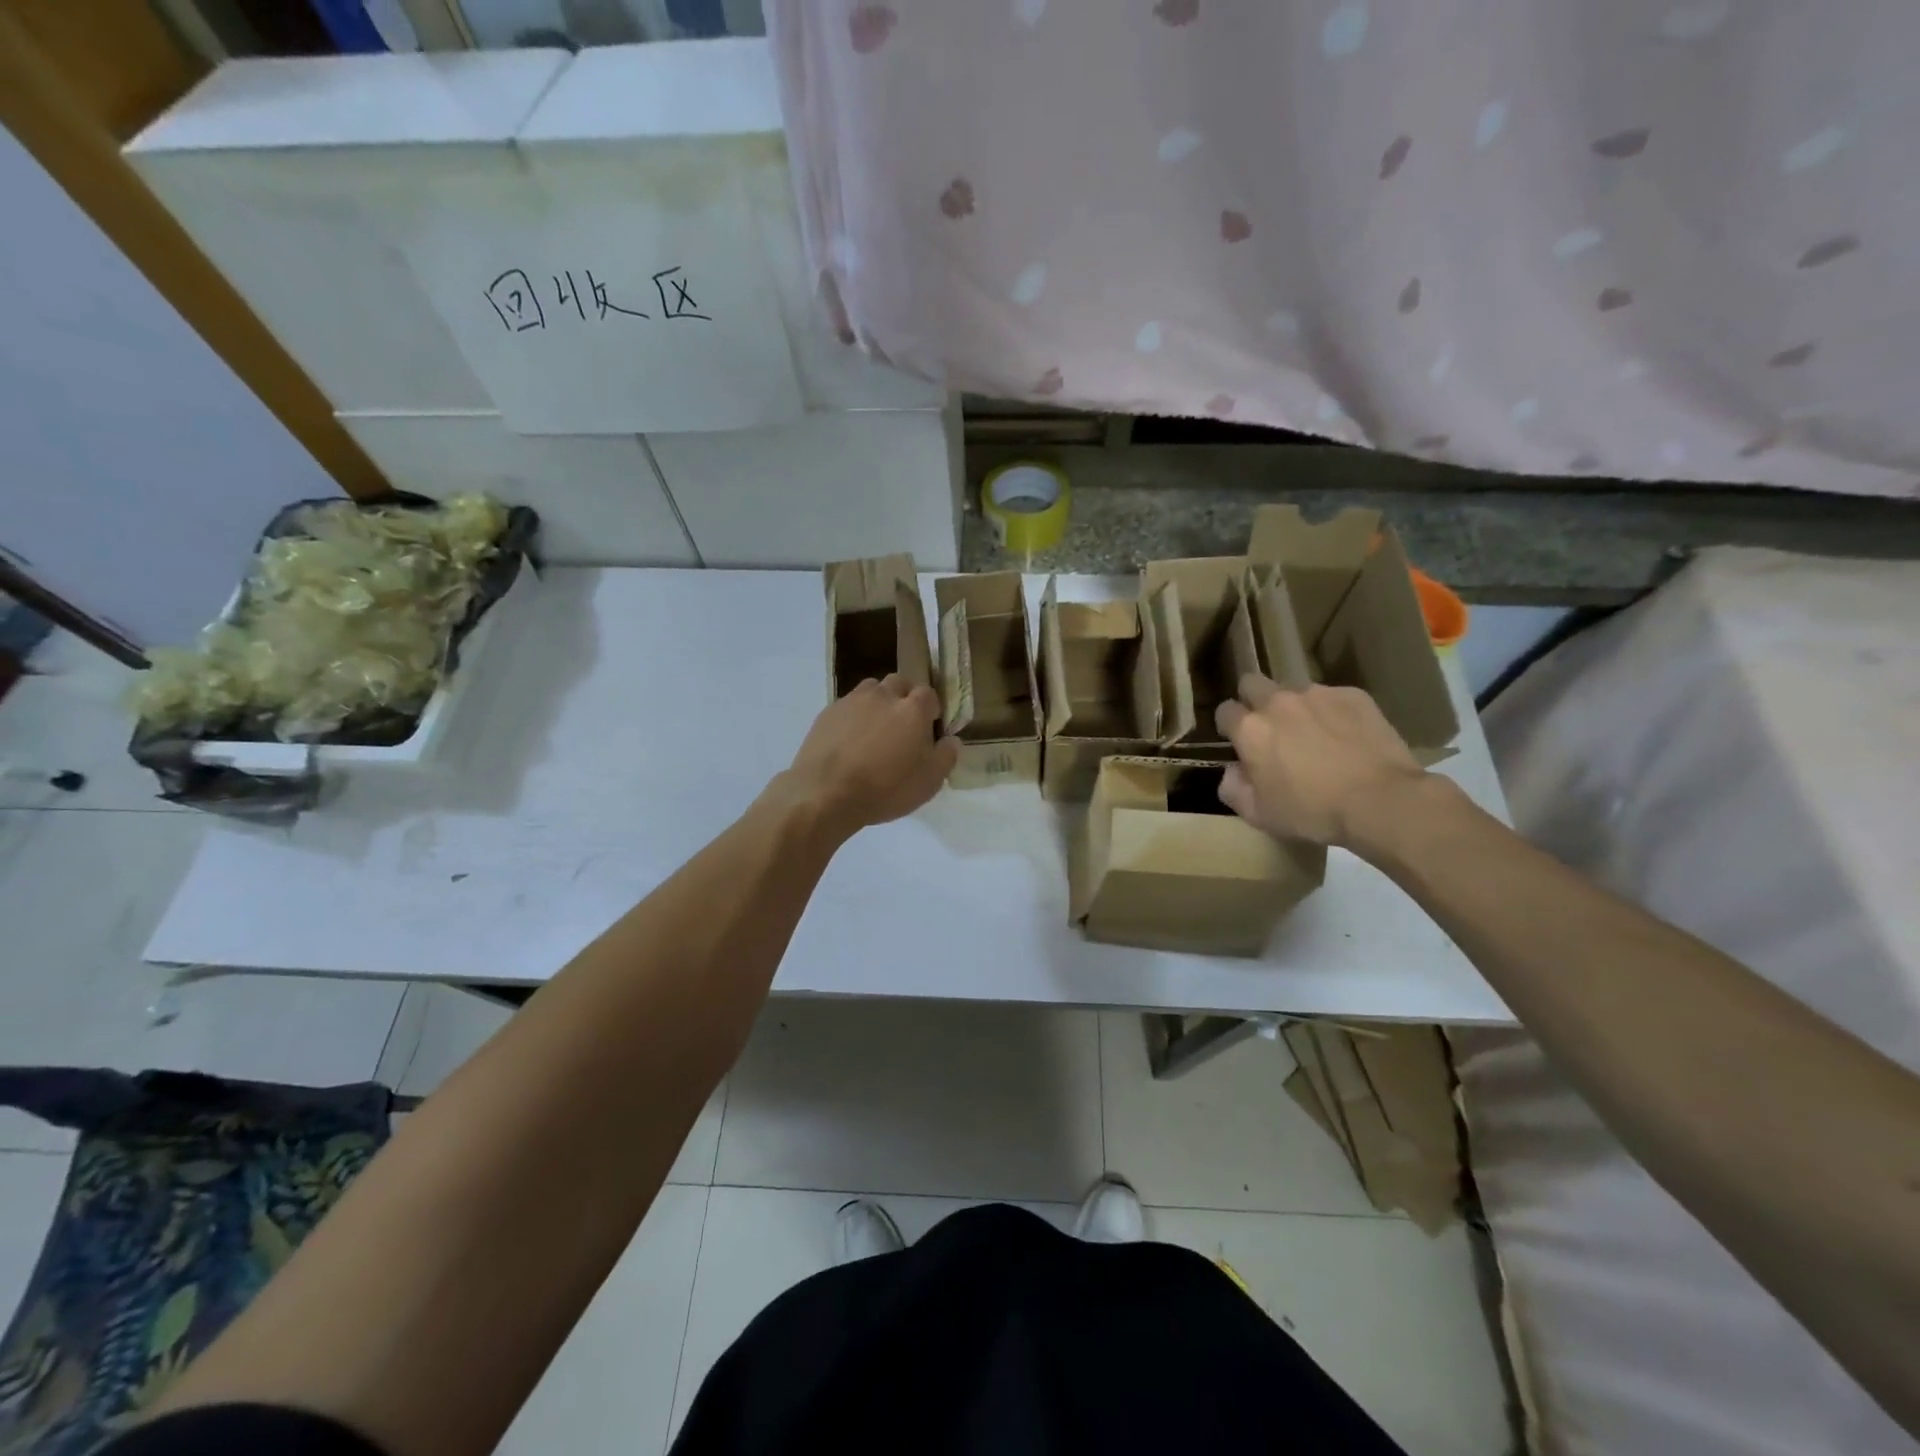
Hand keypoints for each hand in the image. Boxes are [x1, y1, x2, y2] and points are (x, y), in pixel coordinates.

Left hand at [780, 675, 958, 841]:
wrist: (826, 792)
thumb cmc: (885, 788)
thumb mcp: (929, 781)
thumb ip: (946, 756)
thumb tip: (951, 740)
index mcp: (912, 709)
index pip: (929, 694)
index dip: (931, 708)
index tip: (930, 727)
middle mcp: (883, 696)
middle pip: (899, 683)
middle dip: (905, 697)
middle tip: (903, 724)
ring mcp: (852, 701)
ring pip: (871, 689)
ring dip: (878, 702)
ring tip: (876, 729)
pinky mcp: (828, 712)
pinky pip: (848, 706)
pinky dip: (854, 716)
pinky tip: (850, 740)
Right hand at [1214, 673, 1427, 847]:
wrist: (1381, 801)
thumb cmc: (1312, 812)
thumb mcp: (1258, 814)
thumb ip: (1232, 788)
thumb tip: (1232, 771)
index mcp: (1251, 729)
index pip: (1225, 711)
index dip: (1230, 726)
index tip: (1240, 743)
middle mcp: (1278, 702)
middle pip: (1252, 683)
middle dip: (1253, 700)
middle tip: (1270, 728)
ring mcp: (1318, 694)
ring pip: (1294, 690)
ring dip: (1296, 707)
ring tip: (1315, 735)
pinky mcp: (1353, 695)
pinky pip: (1333, 697)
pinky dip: (1332, 712)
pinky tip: (1347, 737)